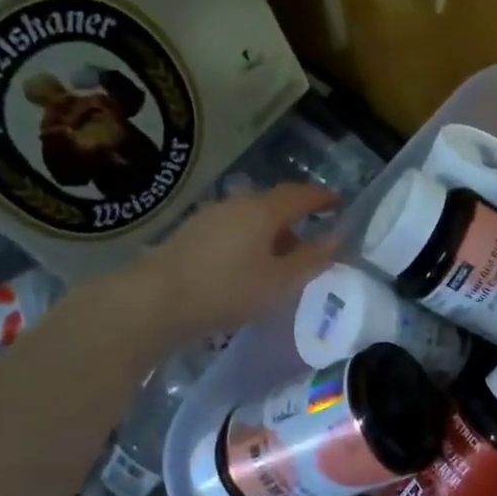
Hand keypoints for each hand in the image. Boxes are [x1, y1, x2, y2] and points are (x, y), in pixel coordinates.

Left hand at [111, 184, 340, 339]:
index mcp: (263, 210)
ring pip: (252, 219)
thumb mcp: (281, 282)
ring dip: (273, 233)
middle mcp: (237, 204)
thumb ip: (312, 260)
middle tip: (314, 240)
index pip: (301, 195)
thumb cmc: (228, 289)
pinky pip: (233, 231)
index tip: (340, 204)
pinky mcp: (192, 235)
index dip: (323, 198)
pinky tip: (250, 267)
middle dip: (297, 218)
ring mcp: (210, 217)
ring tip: (284, 260)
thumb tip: (336, 239)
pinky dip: (251, 242)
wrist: (156, 301)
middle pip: (274, 204)